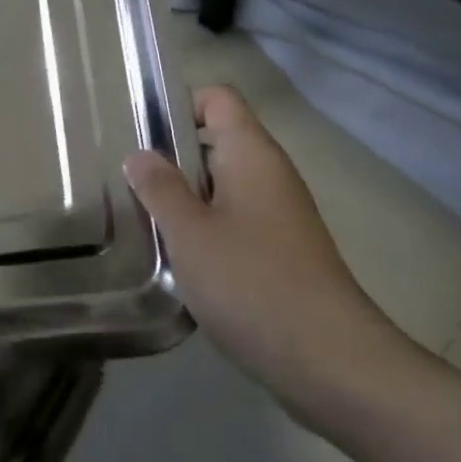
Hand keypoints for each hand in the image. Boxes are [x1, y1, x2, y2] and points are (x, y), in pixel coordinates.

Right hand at [125, 87, 416, 428]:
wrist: (332, 364)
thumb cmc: (253, 284)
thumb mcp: (190, 233)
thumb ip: (159, 188)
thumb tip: (139, 154)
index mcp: (251, 153)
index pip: (217, 97)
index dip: (179, 104)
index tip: (140, 132)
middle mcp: (269, 173)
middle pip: (215, 140)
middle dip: (171, 156)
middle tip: (128, 180)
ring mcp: (279, 214)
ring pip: (222, 185)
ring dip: (185, 198)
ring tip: (145, 219)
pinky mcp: (281, 251)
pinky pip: (235, 220)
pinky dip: (206, 229)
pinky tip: (180, 260)